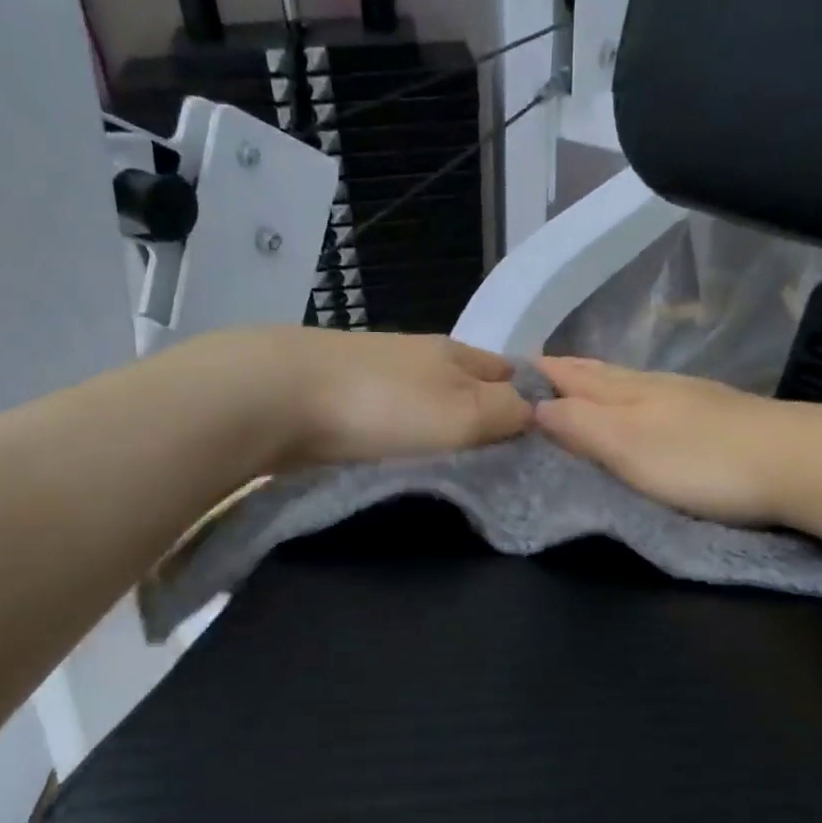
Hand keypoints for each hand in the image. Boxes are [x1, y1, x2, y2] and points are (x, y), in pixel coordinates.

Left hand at [236, 328, 533, 467]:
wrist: (277, 396)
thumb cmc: (383, 407)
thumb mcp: (464, 413)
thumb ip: (508, 413)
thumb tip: (539, 412)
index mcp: (457, 354)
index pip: (512, 373)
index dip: (534, 402)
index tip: (544, 443)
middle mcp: (421, 356)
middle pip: (470, 387)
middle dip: (488, 418)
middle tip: (501, 467)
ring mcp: (378, 373)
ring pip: (429, 402)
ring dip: (444, 428)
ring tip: (456, 467)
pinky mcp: (342, 396)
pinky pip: (392, 418)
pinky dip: (406, 435)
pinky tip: (405, 456)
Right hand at [535, 357, 792, 523]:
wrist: (797, 462)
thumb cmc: (702, 461)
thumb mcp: (628, 447)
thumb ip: (581, 427)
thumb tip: (535, 407)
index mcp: (626, 392)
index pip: (570, 375)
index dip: (538, 374)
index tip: (504, 372)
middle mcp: (653, 385)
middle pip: (598, 372)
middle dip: (563, 371)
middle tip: (532, 373)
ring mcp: (688, 397)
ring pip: (626, 382)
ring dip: (595, 382)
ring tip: (574, 386)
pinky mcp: (714, 414)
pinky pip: (652, 396)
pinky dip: (627, 396)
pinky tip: (637, 404)